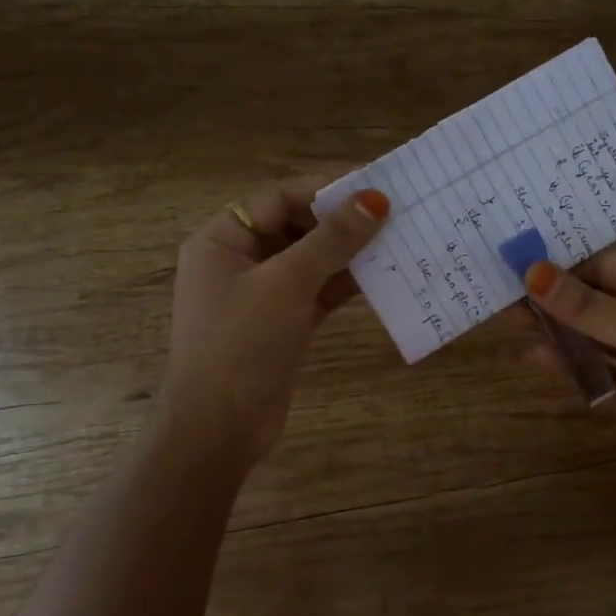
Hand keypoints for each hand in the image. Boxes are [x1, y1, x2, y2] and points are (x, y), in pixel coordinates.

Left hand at [162, 176, 388, 465]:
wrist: (218, 429)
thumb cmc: (242, 343)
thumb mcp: (287, 283)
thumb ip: (332, 240)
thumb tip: (376, 199)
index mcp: (222, 240)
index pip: (279, 198)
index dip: (325, 189)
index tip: (374, 185)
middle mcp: (239, 261)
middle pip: (296, 227)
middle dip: (341, 221)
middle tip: (392, 213)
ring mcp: (262, 295)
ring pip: (311, 260)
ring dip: (349, 253)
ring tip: (396, 240)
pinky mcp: (283, 323)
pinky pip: (318, 291)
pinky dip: (345, 284)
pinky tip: (382, 276)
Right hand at [520, 253, 615, 507]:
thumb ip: (587, 307)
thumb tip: (532, 273)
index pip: (608, 265)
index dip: (567, 265)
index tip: (521, 266)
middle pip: (594, 299)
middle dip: (554, 298)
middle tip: (504, 294)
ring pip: (589, 334)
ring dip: (556, 329)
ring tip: (509, 322)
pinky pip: (593, 368)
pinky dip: (567, 362)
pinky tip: (536, 356)